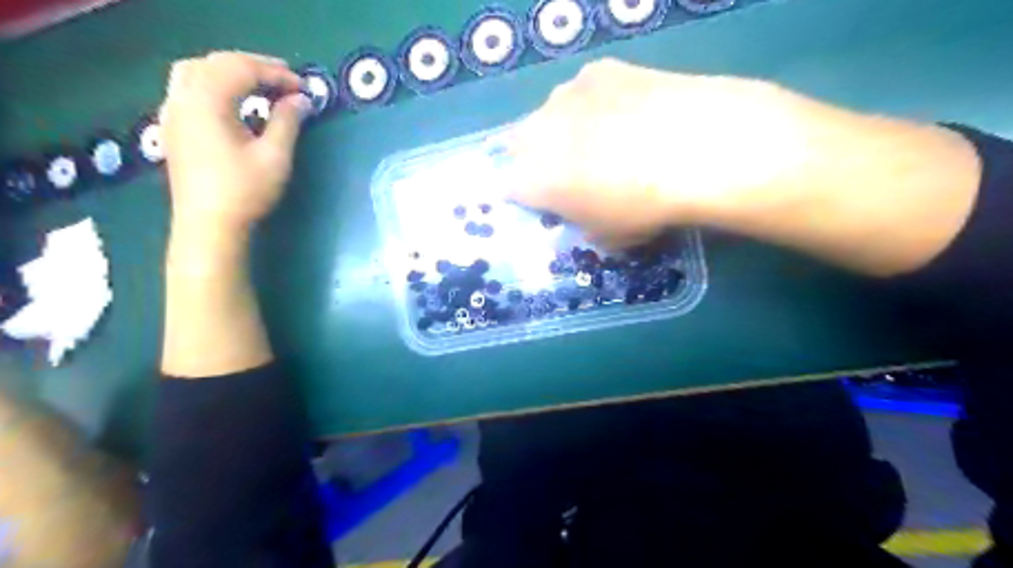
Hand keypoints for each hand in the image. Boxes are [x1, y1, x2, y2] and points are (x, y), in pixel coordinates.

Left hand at [161, 49, 311, 232]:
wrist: (208, 226)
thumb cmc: (245, 191)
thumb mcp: (274, 156)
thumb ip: (287, 121)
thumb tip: (301, 99)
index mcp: (207, 101)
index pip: (241, 69)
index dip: (276, 73)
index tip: (304, 87)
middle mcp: (183, 98)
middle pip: (216, 63)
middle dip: (254, 66)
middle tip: (287, 81)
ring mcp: (173, 112)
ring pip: (197, 71)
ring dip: (231, 71)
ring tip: (261, 86)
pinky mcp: (174, 127)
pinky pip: (189, 88)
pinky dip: (214, 84)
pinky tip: (233, 102)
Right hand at [503, 58, 830, 247]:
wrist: (692, 148)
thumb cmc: (642, 207)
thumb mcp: (608, 238)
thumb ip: (583, 226)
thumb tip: (585, 215)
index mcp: (531, 180)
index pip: (510, 189)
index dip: (529, 197)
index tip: (548, 203)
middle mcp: (536, 133)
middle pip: (521, 145)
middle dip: (539, 159)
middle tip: (572, 171)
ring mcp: (564, 96)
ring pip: (551, 114)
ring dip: (565, 129)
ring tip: (605, 139)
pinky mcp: (598, 70)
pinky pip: (584, 92)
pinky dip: (596, 104)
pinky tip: (628, 113)